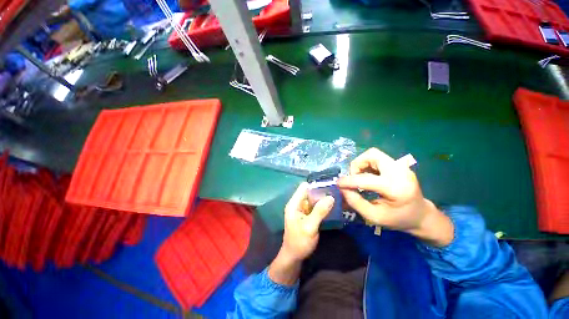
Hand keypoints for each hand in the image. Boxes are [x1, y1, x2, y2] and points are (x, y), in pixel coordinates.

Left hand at [269, 183, 333, 285]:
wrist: (294, 256)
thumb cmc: (299, 242)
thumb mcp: (309, 227)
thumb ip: (319, 212)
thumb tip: (331, 197)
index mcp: (294, 203)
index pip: (304, 187)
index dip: (316, 185)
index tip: (329, 185)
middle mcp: (297, 203)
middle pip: (310, 192)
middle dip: (322, 191)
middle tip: (337, 191)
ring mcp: (303, 209)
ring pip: (314, 198)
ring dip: (323, 198)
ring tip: (337, 196)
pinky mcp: (307, 214)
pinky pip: (316, 206)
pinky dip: (323, 205)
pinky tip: (333, 206)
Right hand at [338, 148, 452, 246]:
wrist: (420, 215)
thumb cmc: (398, 219)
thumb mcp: (374, 216)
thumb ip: (355, 202)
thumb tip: (342, 189)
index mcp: (396, 188)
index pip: (366, 179)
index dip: (348, 181)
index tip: (338, 184)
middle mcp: (400, 172)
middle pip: (372, 155)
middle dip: (357, 165)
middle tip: (353, 178)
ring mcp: (401, 166)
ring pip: (373, 154)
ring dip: (361, 164)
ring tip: (360, 177)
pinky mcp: (399, 164)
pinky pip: (377, 158)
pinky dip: (367, 164)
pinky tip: (368, 176)